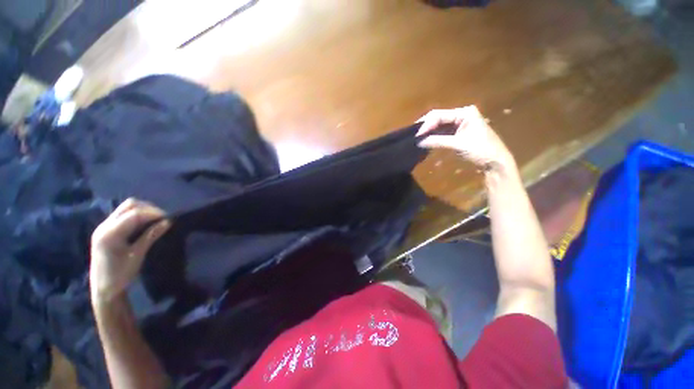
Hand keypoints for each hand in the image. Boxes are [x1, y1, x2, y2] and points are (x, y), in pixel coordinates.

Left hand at [90, 199, 169, 302]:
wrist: (103, 289)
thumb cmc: (120, 274)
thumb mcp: (137, 255)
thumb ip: (150, 236)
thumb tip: (168, 222)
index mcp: (110, 233)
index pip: (134, 214)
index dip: (153, 213)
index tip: (168, 219)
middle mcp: (104, 225)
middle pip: (129, 205)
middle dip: (149, 209)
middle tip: (162, 218)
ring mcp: (104, 226)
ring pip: (126, 207)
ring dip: (143, 210)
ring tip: (155, 220)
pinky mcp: (106, 229)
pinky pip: (123, 214)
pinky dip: (137, 215)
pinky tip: (145, 224)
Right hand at [417, 106, 514, 170]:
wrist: (495, 161)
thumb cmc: (480, 150)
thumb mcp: (458, 144)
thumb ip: (437, 141)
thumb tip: (419, 141)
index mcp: (464, 113)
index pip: (440, 115)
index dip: (426, 124)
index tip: (416, 135)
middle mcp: (461, 114)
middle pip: (438, 118)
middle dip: (426, 126)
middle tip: (413, 135)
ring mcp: (460, 123)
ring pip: (439, 125)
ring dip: (429, 132)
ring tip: (417, 138)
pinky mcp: (458, 132)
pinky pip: (442, 132)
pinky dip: (434, 136)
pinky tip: (425, 140)